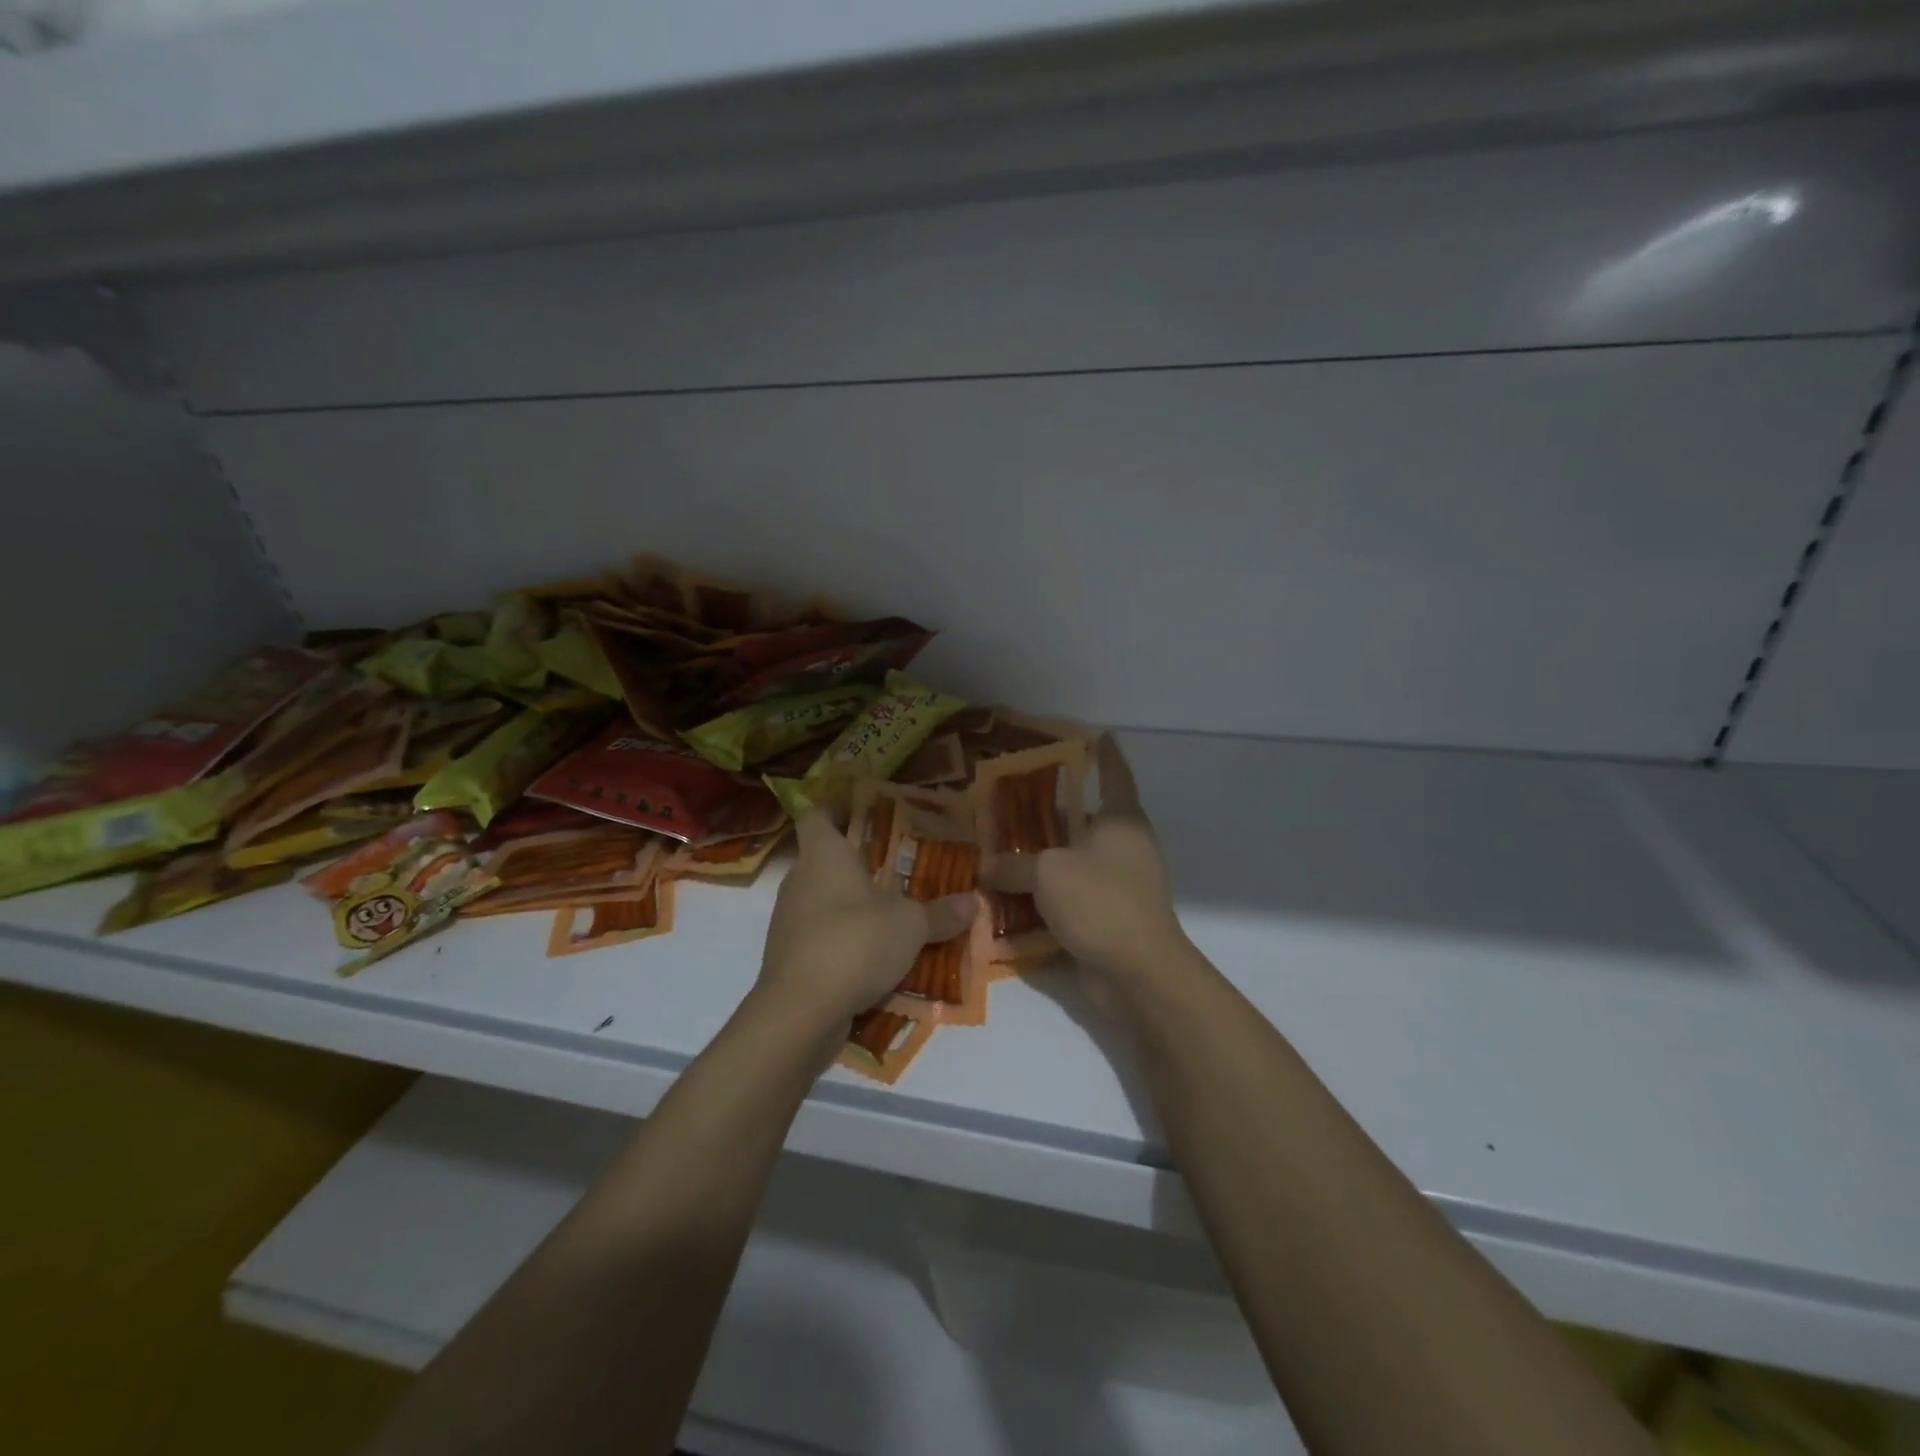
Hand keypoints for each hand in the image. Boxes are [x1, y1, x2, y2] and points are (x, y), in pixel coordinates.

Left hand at [756, 808, 973, 1034]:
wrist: (800, 1010)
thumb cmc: (855, 942)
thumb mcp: (910, 926)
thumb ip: (941, 913)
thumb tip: (974, 902)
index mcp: (823, 855)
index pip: (816, 816)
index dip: (835, 810)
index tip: (861, 813)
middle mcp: (799, 880)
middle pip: (821, 859)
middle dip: (854, 863)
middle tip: (892, 868)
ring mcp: (787, 920)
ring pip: (820, 900)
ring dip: (848, 905)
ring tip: (887, 914)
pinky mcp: (786, 957)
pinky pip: (817, 937)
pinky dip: (840, 941)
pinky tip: (870, 958)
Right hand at [981, 736, 1188, 984]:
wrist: (1138, 972)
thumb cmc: (1100, 901)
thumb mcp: (1047, 873)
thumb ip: (1013, 865)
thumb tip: (987, 868)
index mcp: (1120, 820)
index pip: (1115, 774)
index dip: (1105, 753)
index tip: (1096, 734)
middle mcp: (1123, 846)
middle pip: (1085, 819)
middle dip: (1051, 811)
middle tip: (1012, 799)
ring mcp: (1118, 883)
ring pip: (1074, 859)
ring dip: (1042, 857)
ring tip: (1001, 846)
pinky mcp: (1108, 916)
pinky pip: (1071, 895)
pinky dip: (1045, 894)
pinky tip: (1011, 894)